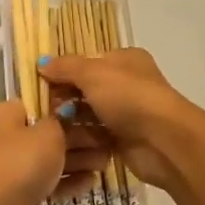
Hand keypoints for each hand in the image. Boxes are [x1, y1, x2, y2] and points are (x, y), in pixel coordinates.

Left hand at [0, 101, 109, 204]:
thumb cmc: (20, 161)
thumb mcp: (48, 133)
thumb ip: (63, 120)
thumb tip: (69, 110)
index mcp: (6, 114)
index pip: (40, 102)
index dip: (68, 105)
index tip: (96, 110)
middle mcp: (6, 137)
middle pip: (48, 132)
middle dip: (80, 137)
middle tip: (109, 140)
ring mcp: (12, 167)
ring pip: (50, 159)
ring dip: (78, 160)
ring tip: (106, 162)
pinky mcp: (19, 193)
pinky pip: (47, 182)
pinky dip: (67, 182)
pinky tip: (91, 182)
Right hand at [37, 49, 204, 204]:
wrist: (164, 141)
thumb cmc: (129, 97)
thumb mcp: (94, 73)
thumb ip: (66, 67)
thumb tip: (41, 63)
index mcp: (124, 60)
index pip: (86, 62)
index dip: (63, 72)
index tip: (39, 85)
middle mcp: (127, 84)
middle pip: (86, 89)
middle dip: (64, 98)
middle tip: (43, 111)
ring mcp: (127, 113)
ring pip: (90, 114)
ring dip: (71, 121)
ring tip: (50, 129)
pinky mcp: (124, 140)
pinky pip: (96, 136)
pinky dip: (83, 139)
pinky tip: (65, 145)